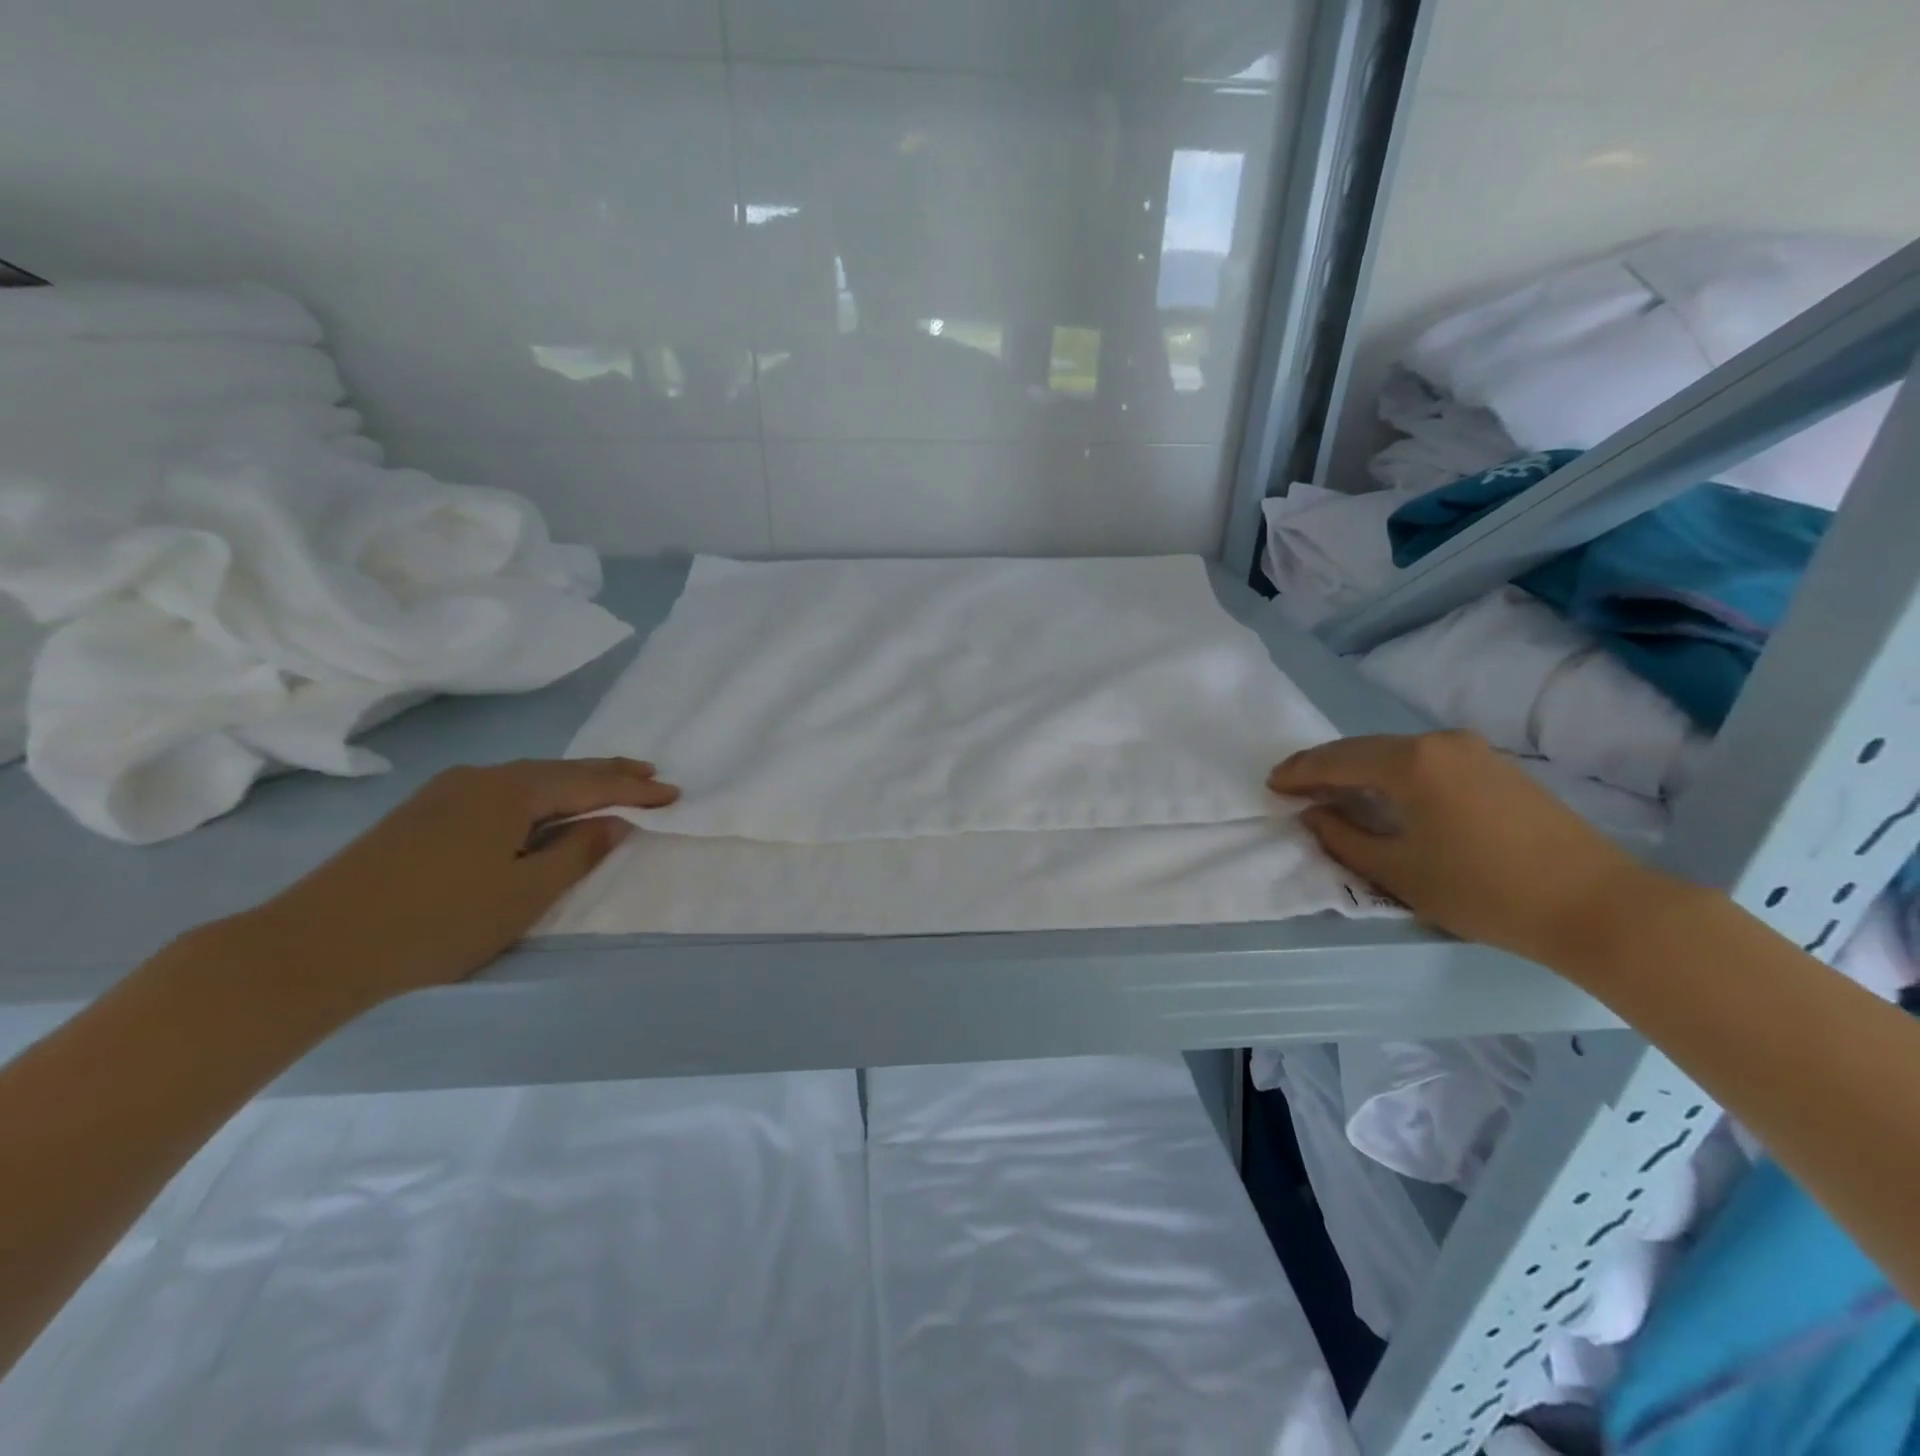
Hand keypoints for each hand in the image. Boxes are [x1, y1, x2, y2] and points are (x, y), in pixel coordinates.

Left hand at [236, 758, 677, 1009]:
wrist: (311, 948)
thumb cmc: (436, 923)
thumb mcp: (524, 894)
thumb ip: (577, 852)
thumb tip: (614, 822)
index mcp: (510, 791)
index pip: (589, 784)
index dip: (634, 790)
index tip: (675, 794)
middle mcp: (479, 778)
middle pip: (558, 771)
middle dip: (607, 775)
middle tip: (650, 775)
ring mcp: (445, 793)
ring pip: (527, 780)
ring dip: (572, 784)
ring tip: (607, 786)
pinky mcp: (422, 813)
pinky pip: (500, 792)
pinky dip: (537, 795)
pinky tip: (541, 807)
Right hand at [1269, 731, 1656, 966]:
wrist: (1598, 905)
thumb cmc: (1484, 891)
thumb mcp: (1398, 871)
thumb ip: (1343, 838)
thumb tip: (1314, 814)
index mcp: (1410, 762)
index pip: (1336, 760)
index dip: (1298, 773)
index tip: (1270, 786)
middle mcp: (1439, 743)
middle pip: (1365, 749)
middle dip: (1325, 768)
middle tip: (1293, 788)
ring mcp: (1474, 752)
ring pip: (1396, 753)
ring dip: (1360, 770)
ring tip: (1333, 793)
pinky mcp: (1497, 768)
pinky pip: (1426, 761)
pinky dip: (1394, 774)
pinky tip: (1386, 795)